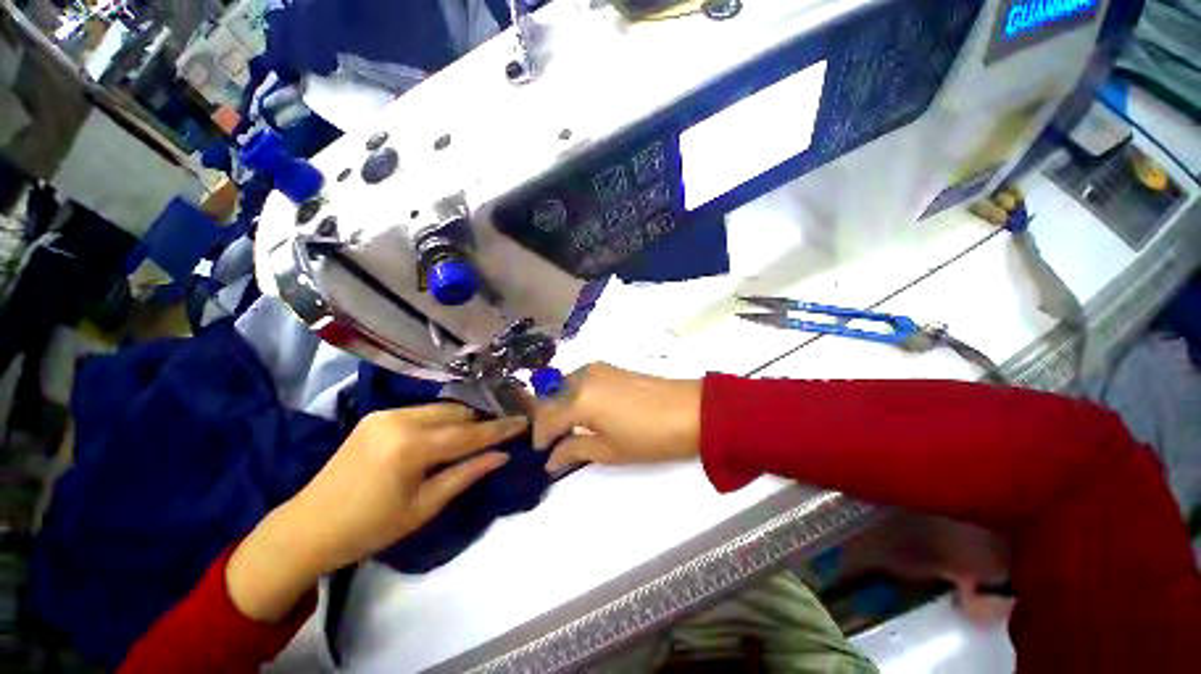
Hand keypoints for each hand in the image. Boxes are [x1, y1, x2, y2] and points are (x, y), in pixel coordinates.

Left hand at [227, 405, 526, 620]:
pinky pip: (423, 411)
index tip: (524, 422)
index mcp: (410, 447)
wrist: (308, 528)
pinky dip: (442, 420)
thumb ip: (466, 474)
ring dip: (463, 419)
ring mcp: (386, 414)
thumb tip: (502, 456)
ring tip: (479, 432)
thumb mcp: (424, 507)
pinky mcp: (377, 416)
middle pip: (457, 412)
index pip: (469, 433)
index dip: (500, 429)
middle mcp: (399, 419)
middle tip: (502, 430)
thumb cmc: (369, 528)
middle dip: (482, 420)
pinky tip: (448, 433)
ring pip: (441, 408)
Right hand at [533, 363, 701, 472]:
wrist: (690, 410)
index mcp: (579, 399)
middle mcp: (582, 376)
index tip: (541, 454)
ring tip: (567, 428)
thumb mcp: (609, 450)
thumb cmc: (649, 436)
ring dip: (559, 406)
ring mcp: (597, 368)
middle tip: (552, 442)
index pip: (546, 418)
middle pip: (551, 398)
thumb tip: (551, 459)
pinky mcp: (609, 367)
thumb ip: (574, 450)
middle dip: (547, 420)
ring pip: (564, 386)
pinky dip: (574, 395)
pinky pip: (580, 380)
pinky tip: (583, 411)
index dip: (541, 438)